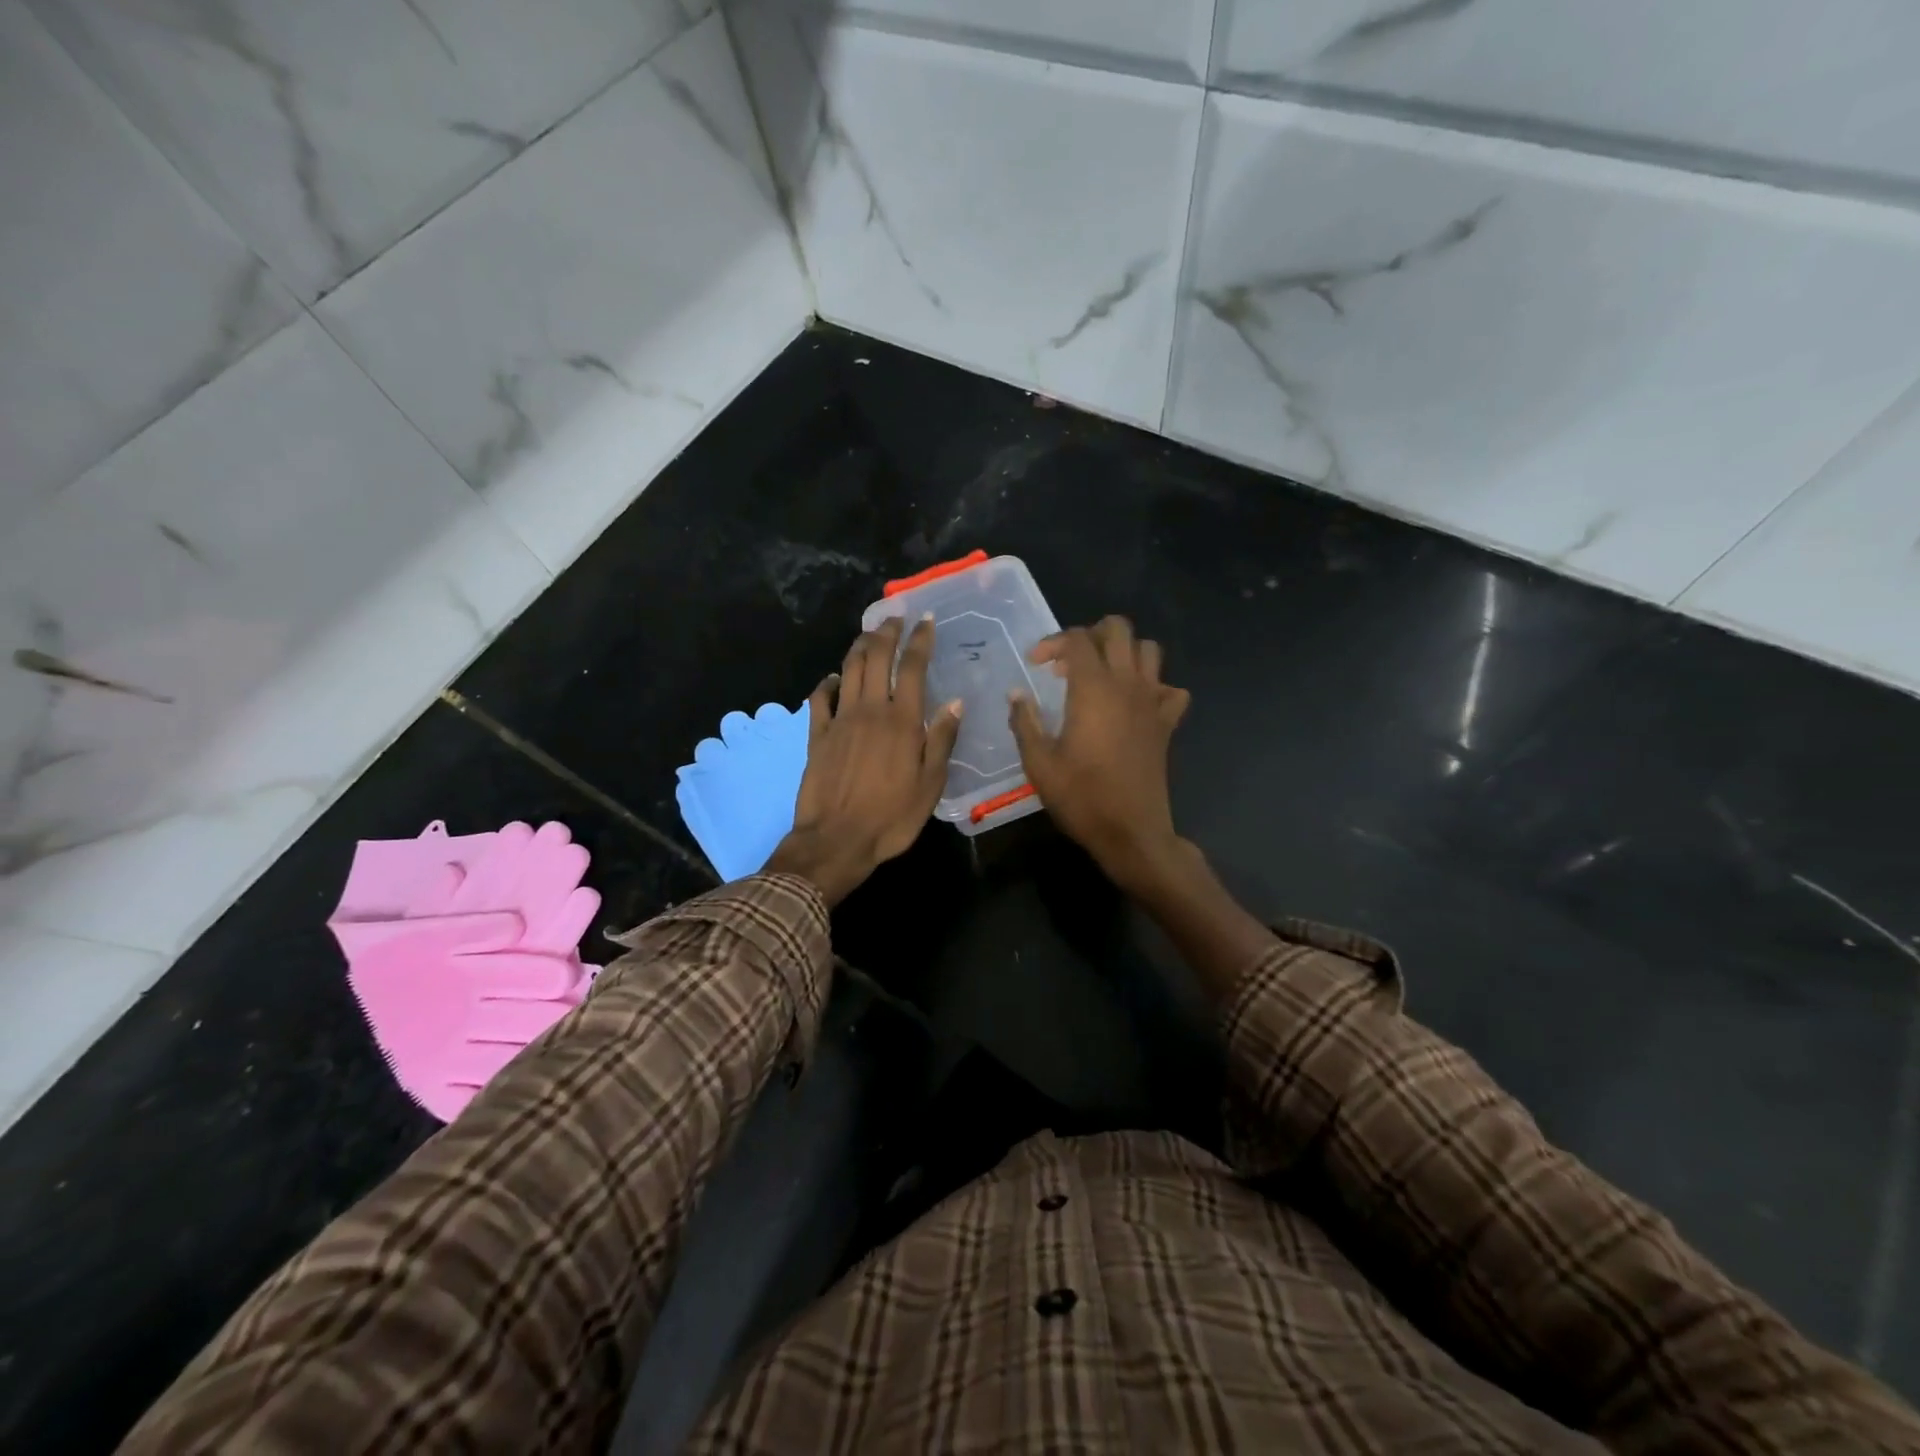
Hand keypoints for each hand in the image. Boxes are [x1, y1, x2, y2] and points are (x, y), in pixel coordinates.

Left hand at [765, 616, 962, 905]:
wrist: (836, 839)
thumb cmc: (890, 817)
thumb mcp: (930, 785)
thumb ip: (941, 741)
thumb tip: (955, 703)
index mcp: (902, 721)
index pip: (913, 668)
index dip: (920, 641)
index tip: (926, 621)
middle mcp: (870, 710)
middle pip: (876, 658)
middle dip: (886, 633)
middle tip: (895, 618)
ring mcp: (840, 720)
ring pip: (848, 669)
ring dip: (859, 647)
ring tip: (869, 634)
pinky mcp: (817, 735)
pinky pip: (820, 698)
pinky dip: (828, 682)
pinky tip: (834, 678)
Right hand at [1009, 616, 1191, 892]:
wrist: (1131, 831)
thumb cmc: (1081, 797)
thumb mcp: (1039, 763)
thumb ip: (1025, 722)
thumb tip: (1016, 694)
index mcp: (1093, 689)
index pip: (1077, 639)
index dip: (1052, 643)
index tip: (1035, 665)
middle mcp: (1127, 685)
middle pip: (1119, 629)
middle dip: (1091, 634)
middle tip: (1070, 661)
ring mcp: (1152, 702)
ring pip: (1149, 650)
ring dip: (1124, 652)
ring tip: (1101, 675)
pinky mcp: (1167, 724)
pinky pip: (1171, 690)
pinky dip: (1155, 687)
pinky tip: (1135, 704)